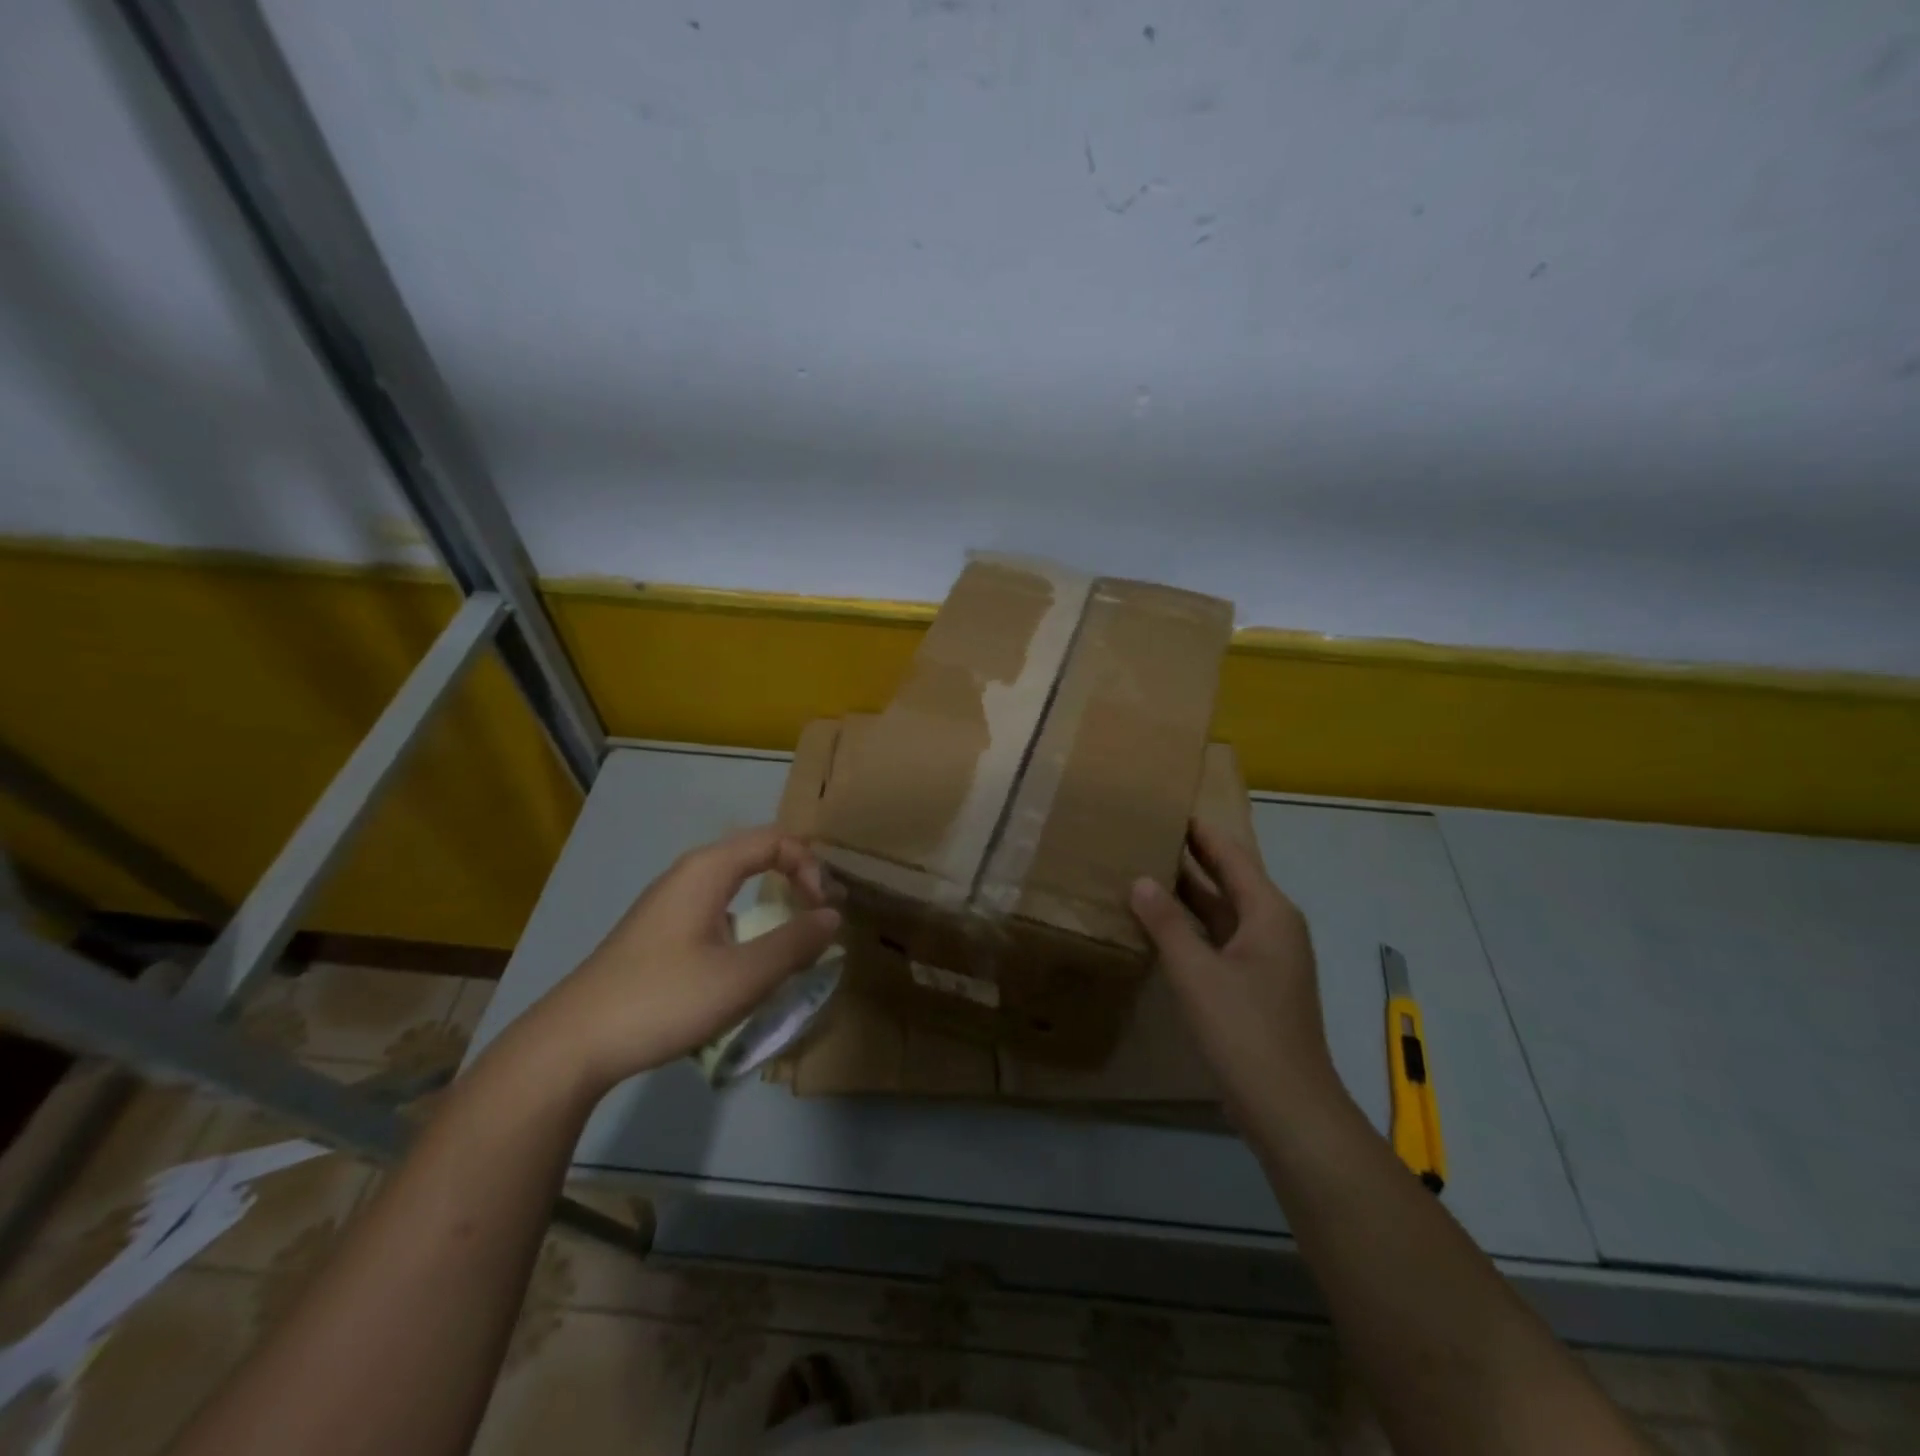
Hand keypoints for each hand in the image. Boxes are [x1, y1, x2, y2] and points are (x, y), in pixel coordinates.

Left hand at [519, 827, 840, 1094]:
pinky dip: (745, 920)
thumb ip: (794, 943)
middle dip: (795, 876)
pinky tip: (744, 962)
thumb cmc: (664, 1000)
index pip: (775, 840)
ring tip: (791, 938)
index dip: (810, 866)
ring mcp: (668, 903)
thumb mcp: (743, 976)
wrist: (573, 1043)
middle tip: (819, 913)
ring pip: (733, 883)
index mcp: (707, 870)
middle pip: (754, 854)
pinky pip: (715, 908)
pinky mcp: (657, 932)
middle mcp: (687, 875)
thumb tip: (832, 916)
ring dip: (770, 900)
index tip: (824, 909)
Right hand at [1129, 820, 1340, 1115]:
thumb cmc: (1244, 1029)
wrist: (1288, 1106)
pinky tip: (1161, 924)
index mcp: (1268, 912)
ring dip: (1189, 892)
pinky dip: (1193, 925)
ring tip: (1145, 869)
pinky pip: (1220, 938)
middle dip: (1191, 857)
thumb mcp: (1196, 972)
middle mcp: (1273, 926)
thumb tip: (1141, 880)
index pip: (1230, 855)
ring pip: (1223, 910)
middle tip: (1146, 834)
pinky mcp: (1255, 983)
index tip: (1167, 807)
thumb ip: (1166, 923)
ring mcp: (1266, 957)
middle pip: (1229, 879)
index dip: (1200, 831)